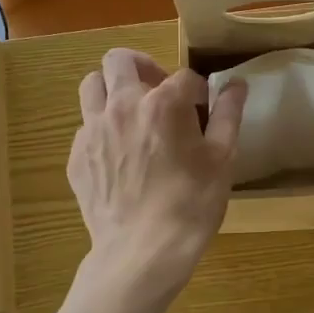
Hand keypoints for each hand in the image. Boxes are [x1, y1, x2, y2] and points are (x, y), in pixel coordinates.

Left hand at [68, 48, 245, 302]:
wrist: (142, 252)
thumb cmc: (191, 206)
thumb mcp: (222, 161)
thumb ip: (228, 116)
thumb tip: (236, 85)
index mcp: (163, 104)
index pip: (184, 76)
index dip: (198, 90)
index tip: (204, 109)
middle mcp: (122, 106)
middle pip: (120, 60)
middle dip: (143, 66)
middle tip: (158, 90)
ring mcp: (93, 130)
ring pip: (92, 85)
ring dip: (112, 89)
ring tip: (131, 113)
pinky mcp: (77, 156)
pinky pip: (85, 126)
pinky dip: (102, 128)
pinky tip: (119, 155)